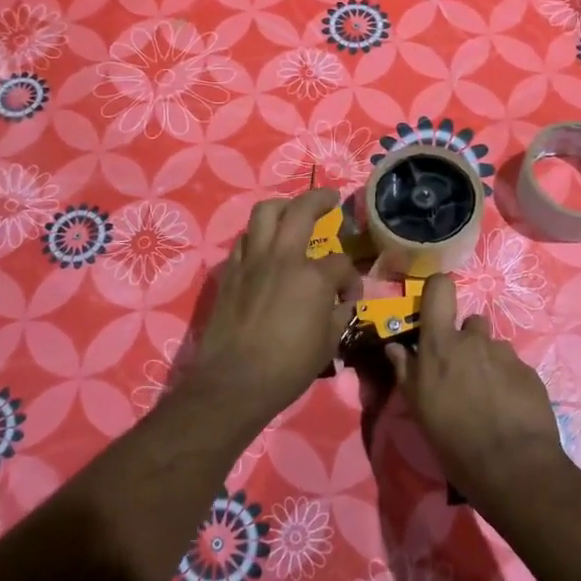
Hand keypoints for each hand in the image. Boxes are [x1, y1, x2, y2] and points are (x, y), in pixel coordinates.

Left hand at [186, 189, 362, 427]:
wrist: (233, 382)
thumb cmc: (287, 368)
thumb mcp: (328, 344)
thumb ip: (338, 313)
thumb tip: (342, 301)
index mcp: (313, 276)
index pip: (340, 262)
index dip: (350, 278)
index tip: (349, 296)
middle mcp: (282, 257)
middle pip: (302, 210)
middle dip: (320, 199)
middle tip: (330, 199)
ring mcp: (252, 261)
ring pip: (265, 212)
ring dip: (283, 207)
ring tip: (292, 212)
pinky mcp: (230, 272)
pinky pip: (245, 240)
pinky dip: (258, 236)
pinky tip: (265, 249)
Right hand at [390, 274, 566, 506]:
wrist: (513, 466)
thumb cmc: (453, 438)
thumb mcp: (418, 408)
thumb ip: (405, 371)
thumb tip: (394, 347)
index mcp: (441, 344)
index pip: (440, 288)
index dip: (437, 290)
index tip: (435, 308)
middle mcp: (475, 339)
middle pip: (471, 323)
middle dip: (466, 341)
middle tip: (461, 374)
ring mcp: (505, 354)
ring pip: (493, 347)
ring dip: (487, 363)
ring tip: (486, 397)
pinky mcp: (530, 372)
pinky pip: (513, 367)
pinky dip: (508, 381)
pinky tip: (507, 409)